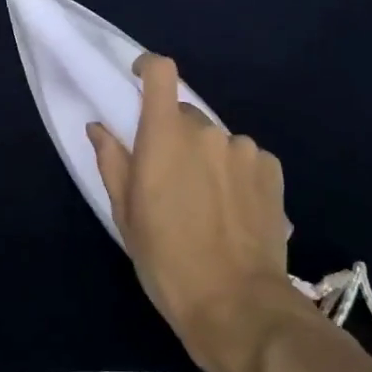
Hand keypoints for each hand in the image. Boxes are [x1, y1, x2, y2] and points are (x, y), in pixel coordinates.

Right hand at [86, 53, 296, 371]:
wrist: (237, 304)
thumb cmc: (167, 261)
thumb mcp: (126, 215)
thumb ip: (112, 161)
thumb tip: (99, 127)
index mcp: (165, 136)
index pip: (161, 73)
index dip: (148, 67)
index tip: (140, 78)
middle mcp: (207, 131)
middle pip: (186, 115)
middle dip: (176, 137)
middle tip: (172, 180)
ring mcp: (244, 148)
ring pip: (217, 140)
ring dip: (208, 158)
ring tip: (208, 204)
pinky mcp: (272, 168)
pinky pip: (245, 158)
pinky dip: (236, 173)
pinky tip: (236, 211)